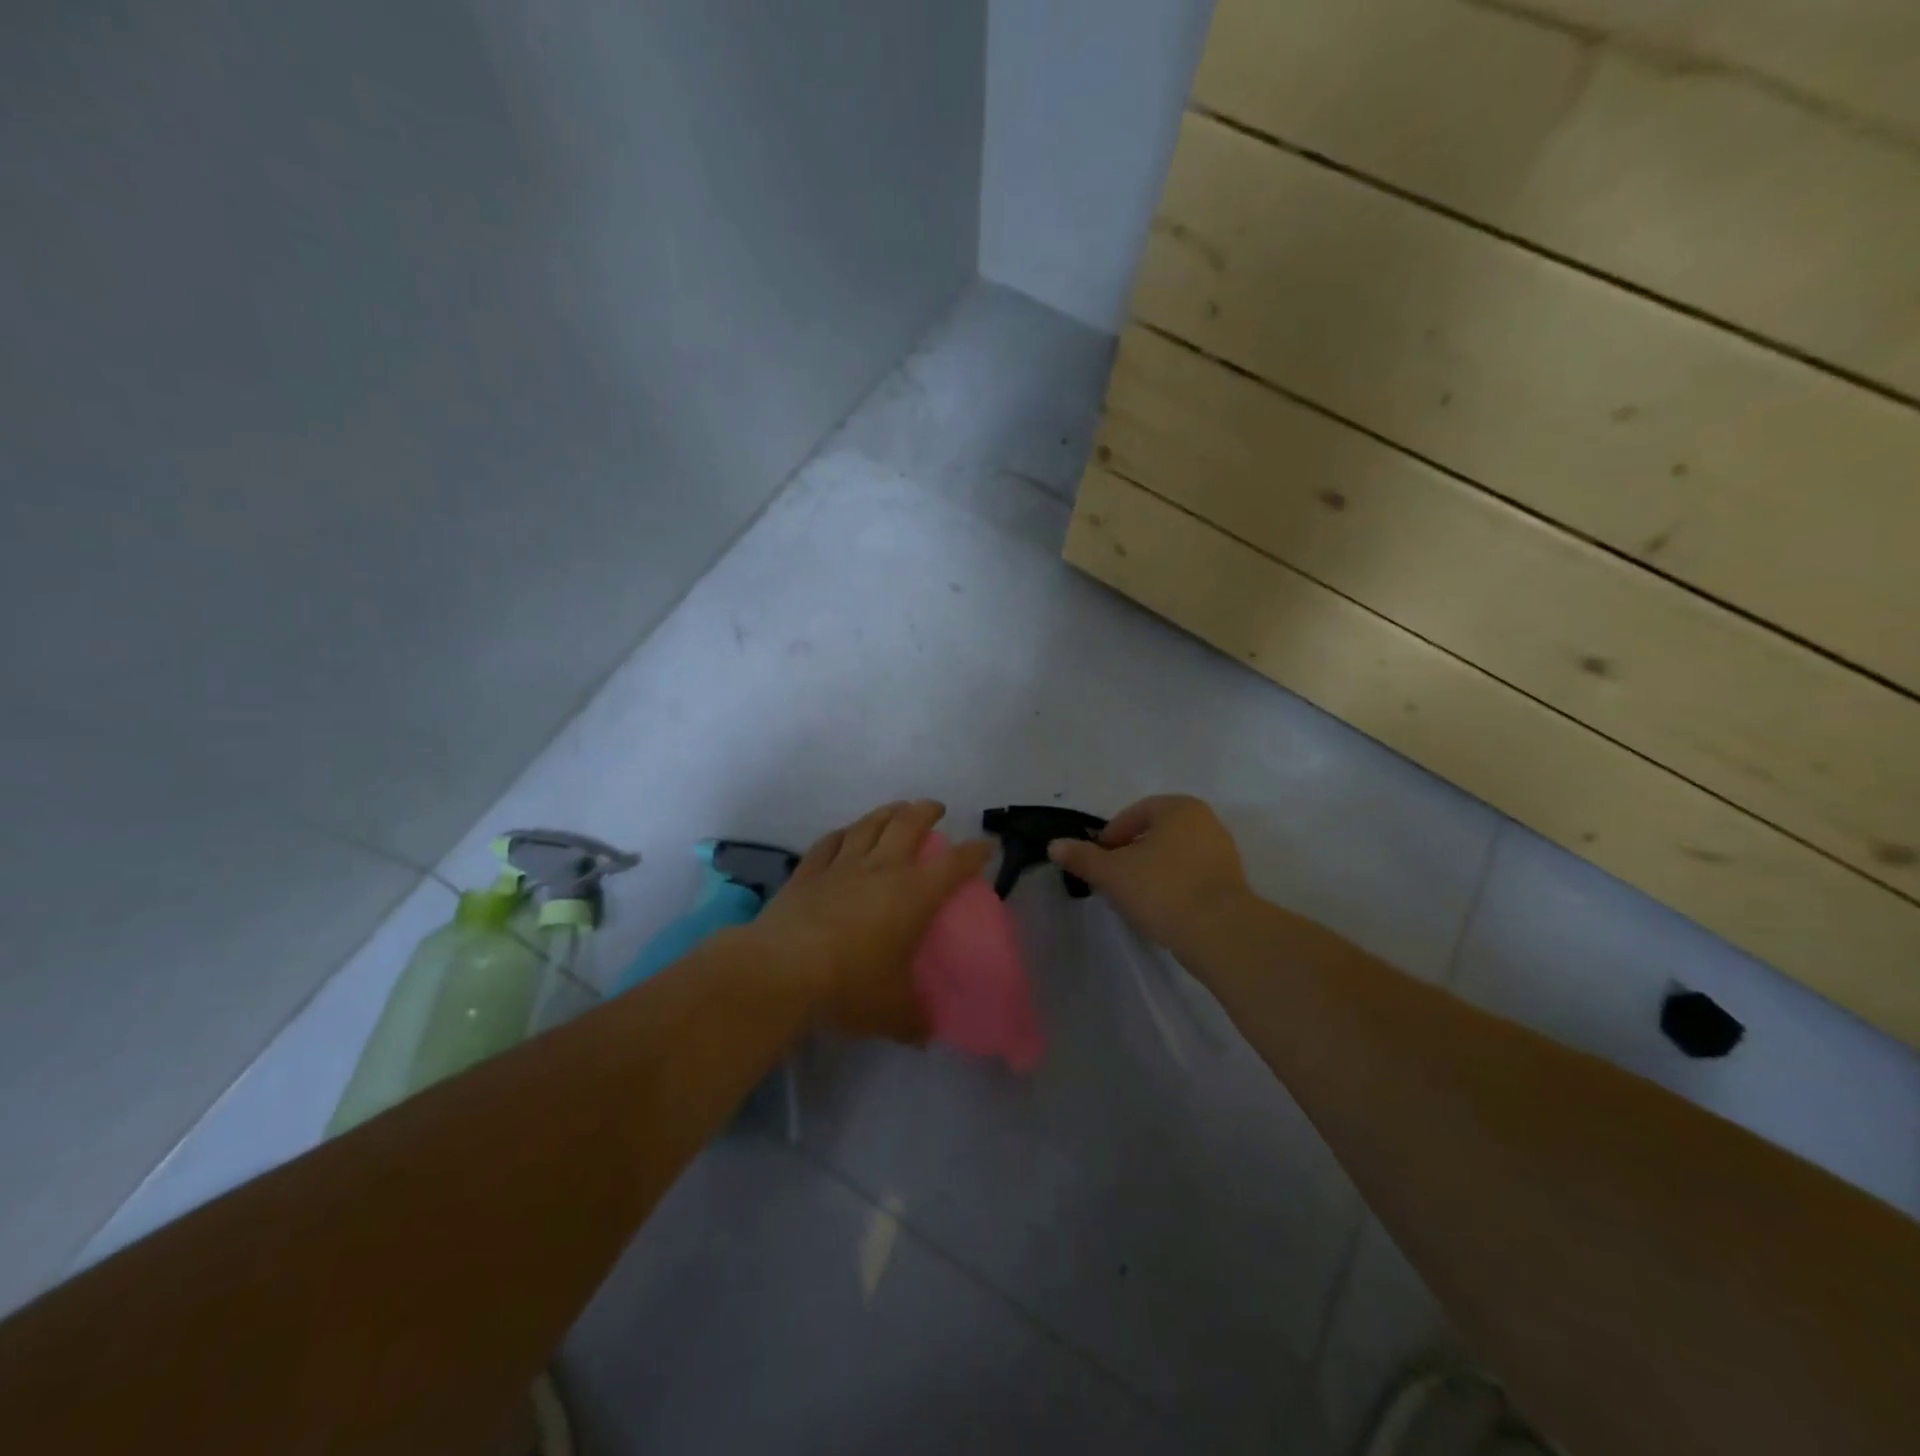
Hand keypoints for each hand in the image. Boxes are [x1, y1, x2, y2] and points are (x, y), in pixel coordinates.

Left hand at [744, 800, 993, 1041]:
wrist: (783, 970)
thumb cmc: (850, 985)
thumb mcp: (892, 1013)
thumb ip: (914, 1020)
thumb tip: (925, 1033)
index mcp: (914, 895)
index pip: (954, 865)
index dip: (974, 852)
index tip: (986, 845)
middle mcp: (882, 869)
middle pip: (909, 824)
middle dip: (926, 812)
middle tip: (935, 809)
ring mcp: (842, 866)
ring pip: (869, 825)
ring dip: (887, 812)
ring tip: (897, 809)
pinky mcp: (808, 872)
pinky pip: (829, 842)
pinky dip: (843, 834)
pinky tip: (845, 833)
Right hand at [1047, 795, 1250, 956]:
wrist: (1220, 933)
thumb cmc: (1162, 889)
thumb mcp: (1113, 872)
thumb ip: (1083, 857)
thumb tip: (1054, 845)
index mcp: (1179, 808)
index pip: (1134, 813)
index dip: (1110, 836)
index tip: (1097, 861)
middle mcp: (1205, 822)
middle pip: (1155, 833)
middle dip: (1130, 853)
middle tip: (1112, 878)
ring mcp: (1222, 853)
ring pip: (1173, 855)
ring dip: (1151, 870)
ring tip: (1134, 897)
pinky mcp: (1231, 883)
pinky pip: (1191, 876)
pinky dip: (1172, 886)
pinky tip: (1160, 908)